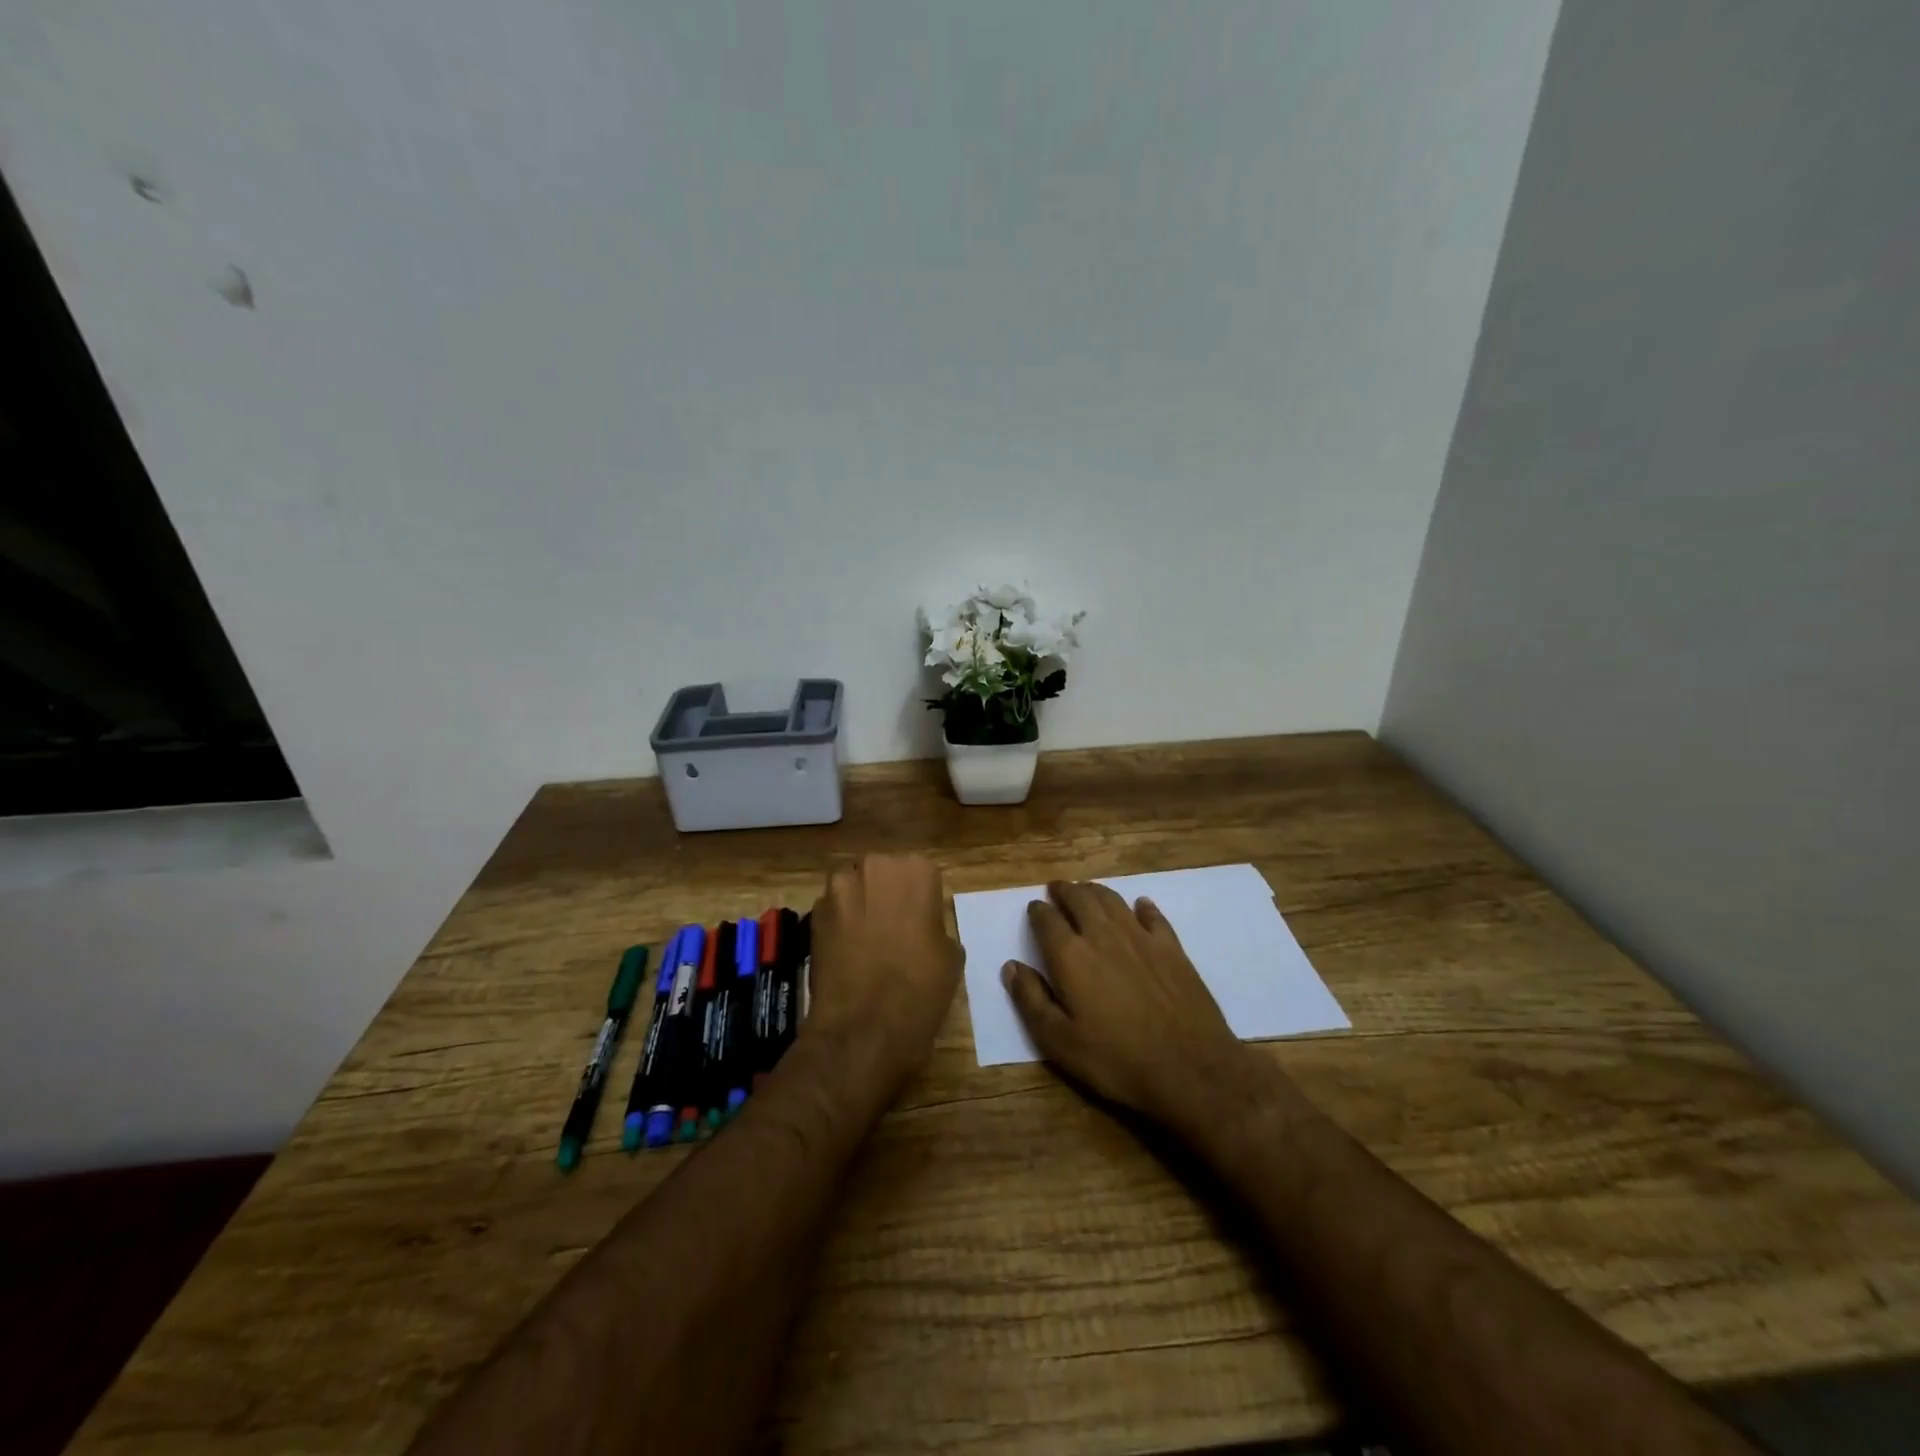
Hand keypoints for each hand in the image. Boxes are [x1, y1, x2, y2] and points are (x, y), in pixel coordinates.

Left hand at [806, 854, 963, 1089]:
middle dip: (885, 893)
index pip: (920, 873)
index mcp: (916, 869)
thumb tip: (923, 927)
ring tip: (865, 940)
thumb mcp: (951, 955)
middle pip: (881, 872)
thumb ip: (936, 926)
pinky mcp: (813, 913)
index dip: (919, 898)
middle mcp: (875, 866)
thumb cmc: (920, 987)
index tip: (920, 922)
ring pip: (852, 887)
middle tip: (893, 928)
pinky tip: (846, 952)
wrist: (865, 1027)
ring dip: (859, 905)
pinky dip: (838, 924)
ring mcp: (839, 888)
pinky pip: (832, 910)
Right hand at [1003, 880, 1252, 1126]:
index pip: (1047, 921)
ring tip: (1087, 890)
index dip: (1038, 911)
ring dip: (1096, 891)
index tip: (1034, 908)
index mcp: (1071, 956)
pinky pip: (1153, 916)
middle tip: (1058, 888)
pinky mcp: (1172, 948)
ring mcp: (1141, 938)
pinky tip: (1140, 905)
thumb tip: (1011, 966)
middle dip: (1065, 891)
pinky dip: (1142, 906)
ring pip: (1113, 900)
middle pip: (1080, 899)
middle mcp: (1103, 935)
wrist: (1190, 1069)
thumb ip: (1031, 1000)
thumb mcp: (1059, 1042)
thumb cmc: (1116, 1060)